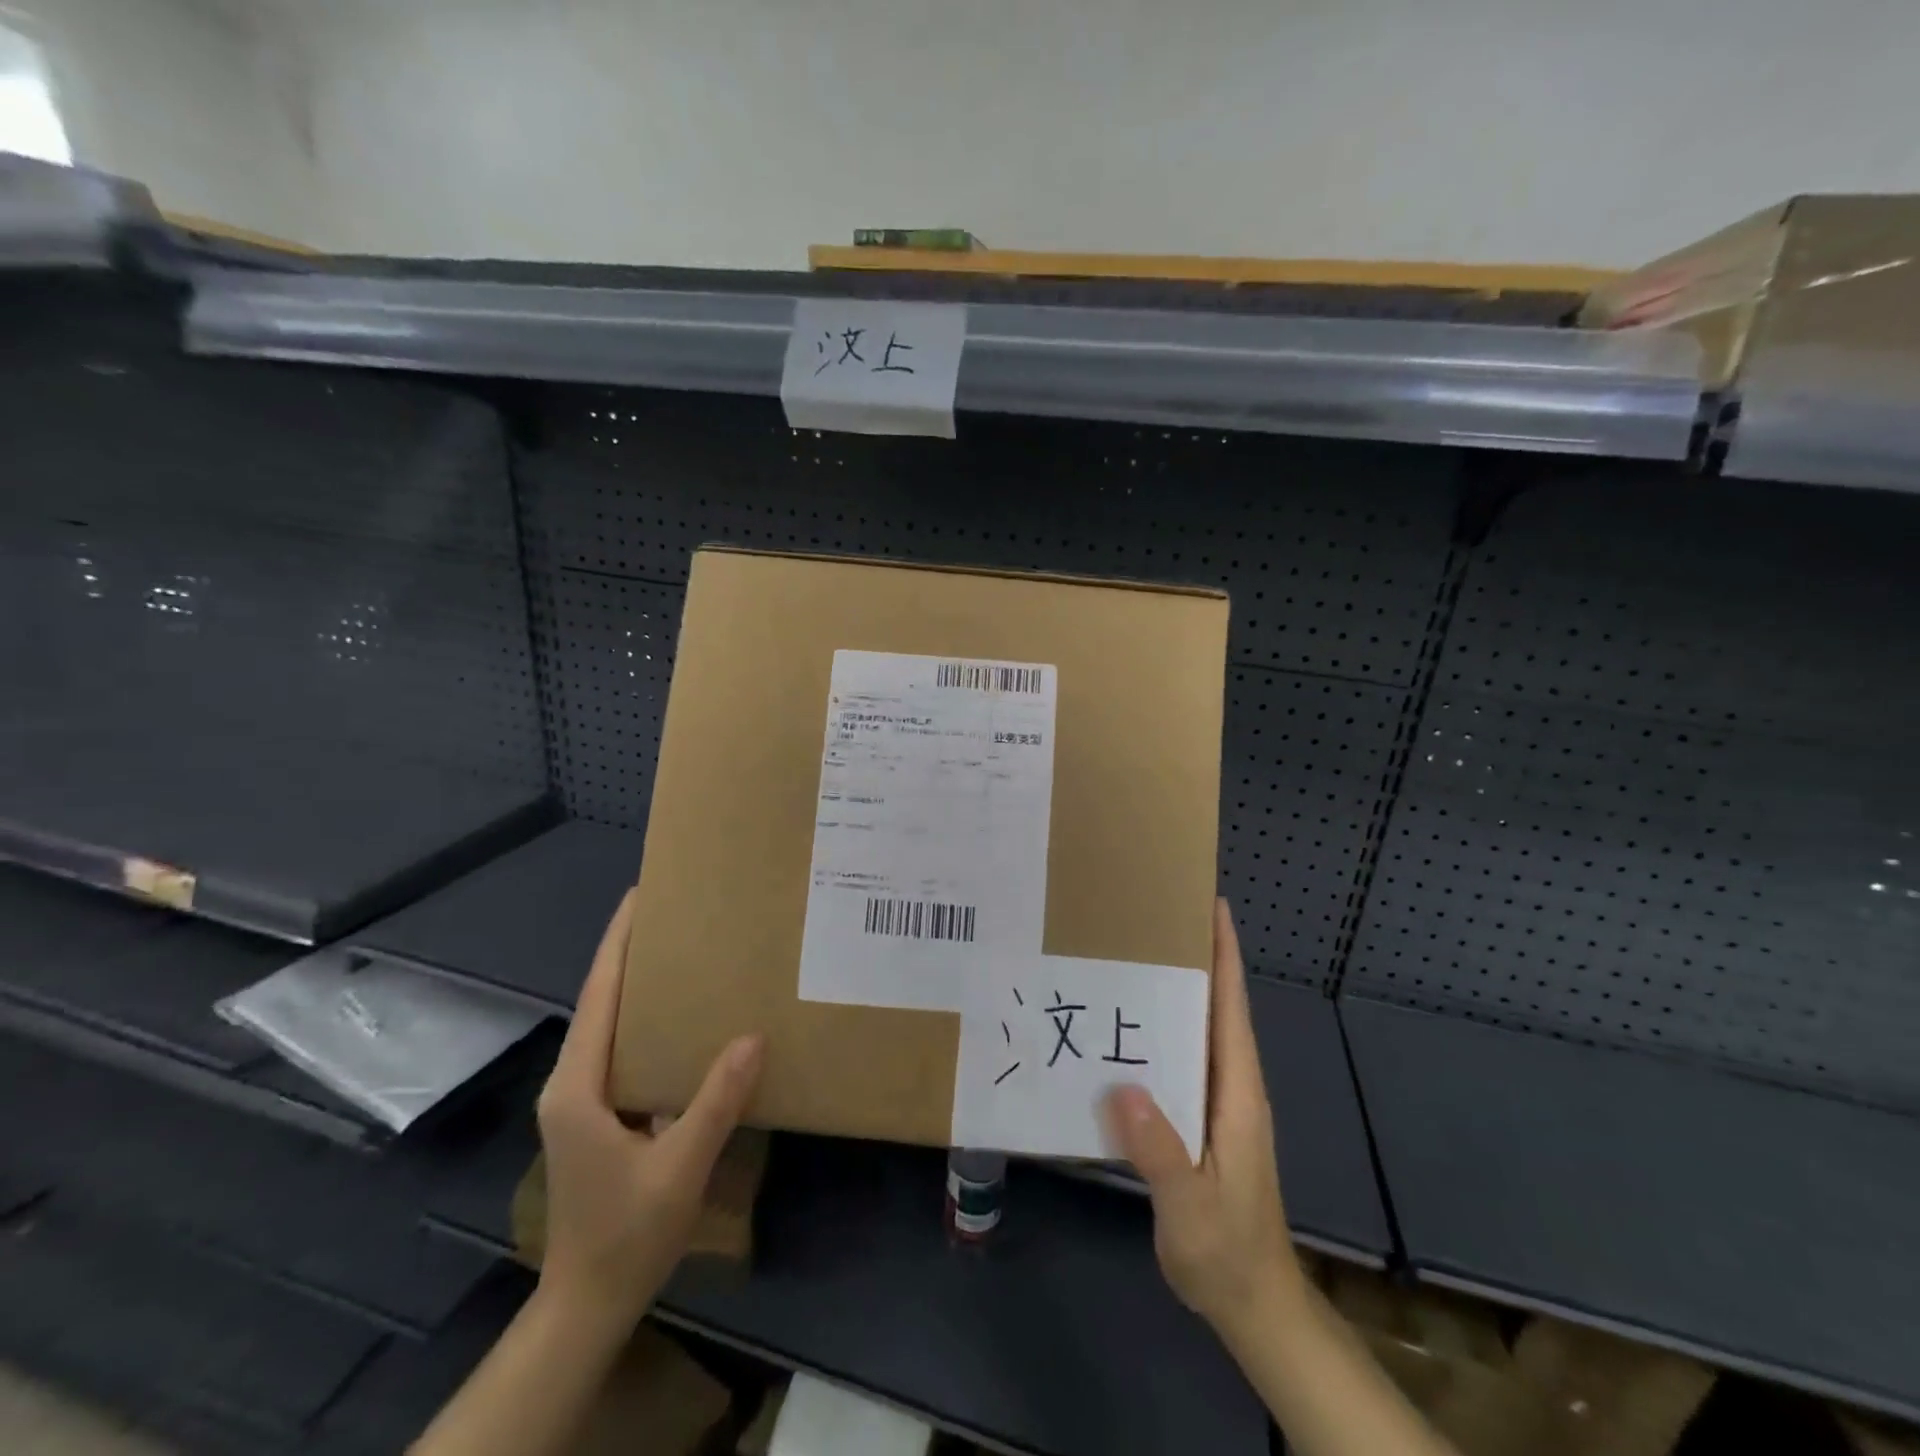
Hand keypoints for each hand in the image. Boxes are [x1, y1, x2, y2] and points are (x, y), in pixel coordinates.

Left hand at [534, 890, 764, 1329]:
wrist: (588, 1303)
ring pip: (609, 1027)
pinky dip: (646, 1022)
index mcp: (578, 1087)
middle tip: (674, 915)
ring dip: (637, 987)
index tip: (639, 897)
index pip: (598, 997)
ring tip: (682, 953)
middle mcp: (572, 1083)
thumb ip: (715, 1101)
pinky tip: (682, 1020)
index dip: (617, 943)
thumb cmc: (627, 1234)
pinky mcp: (596, 1116)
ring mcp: (581, 1101)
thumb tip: (753, 1037)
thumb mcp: (679, 1167)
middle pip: (600, 1003)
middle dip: (630, 954)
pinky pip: (622, 1051)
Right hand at [1104, 898, 1303, 1343]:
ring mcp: (1215, 1101)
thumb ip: (1161, 1152)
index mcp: (1236, 1092)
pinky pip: (1178, 1058)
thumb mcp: (1192, 1208)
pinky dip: (1157, 1032)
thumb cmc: (1228, 1251)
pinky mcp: (1199, 1118)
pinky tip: (1120, 1030)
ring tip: (1128, 957)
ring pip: (1196, 1030)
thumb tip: (1125, 1087)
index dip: (1225, 955)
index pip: (1232, 1009)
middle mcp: (1229, 1085)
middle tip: (1149, 917)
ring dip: (1173, 991)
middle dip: (1194, 958)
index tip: (1211, 906)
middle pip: (1216, 1007)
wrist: (1252, 1303)